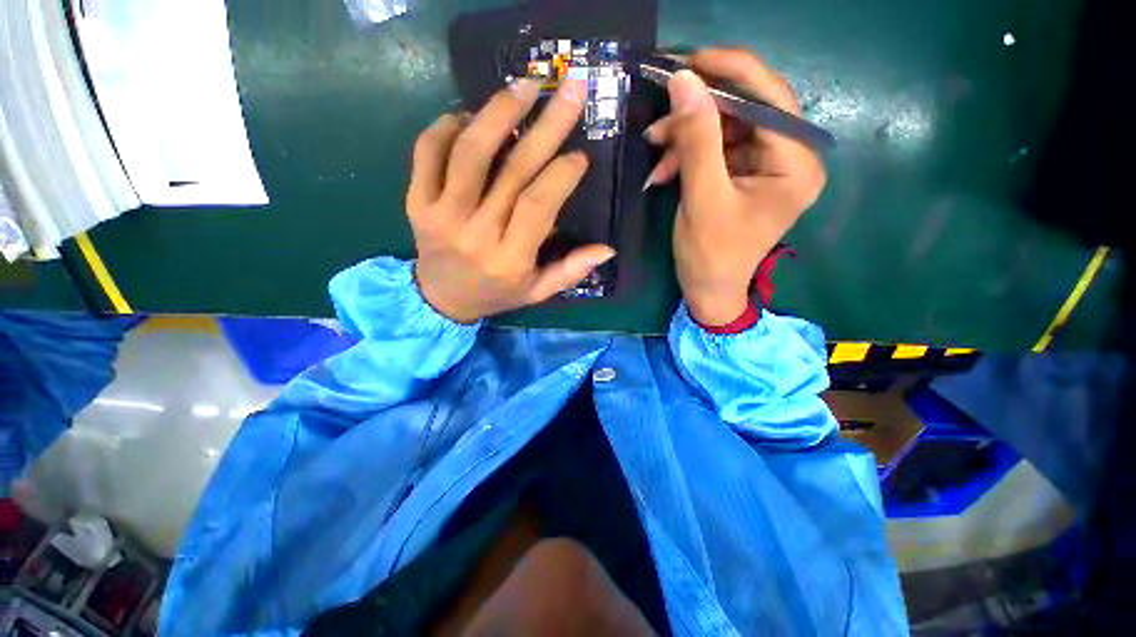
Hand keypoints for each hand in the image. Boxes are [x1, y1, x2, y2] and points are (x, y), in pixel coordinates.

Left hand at [408, 79, 616, 322]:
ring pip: (469, 153)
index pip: (537, 205)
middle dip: (546, 126)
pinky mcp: (416, 201)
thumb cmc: (496, 294)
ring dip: (498, 112)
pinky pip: (427, 151)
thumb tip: (608, 248)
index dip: (561, 174)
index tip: (579, 155)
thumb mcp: (538, 291)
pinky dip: (449, 124)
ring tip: (524, 86)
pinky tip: (472, 116)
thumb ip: (570, 271)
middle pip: (511, 171)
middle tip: (569, 90)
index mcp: (509, 259)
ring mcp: (440, 215)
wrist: (441, 299)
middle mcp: (475, 234)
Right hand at [643, 49, 826, 325]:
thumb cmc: (711, 254)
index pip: (771, 97)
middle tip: (659, 122)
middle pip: (746, 111)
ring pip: (726, 129)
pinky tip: (664, 170)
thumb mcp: (702, 198)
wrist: (708, 290)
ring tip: (654, 150)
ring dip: (687, 137)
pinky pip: (716, 150)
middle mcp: (791, 157)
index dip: (731, 71)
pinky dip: (688, 155)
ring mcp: (767, 166)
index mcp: (796, 163)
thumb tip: (684, 79)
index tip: (688, 60)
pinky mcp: (745, 175)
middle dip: (698, 114)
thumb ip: (697, 139)